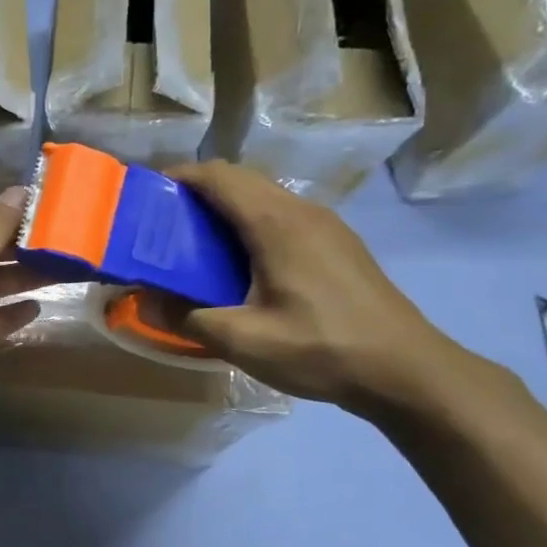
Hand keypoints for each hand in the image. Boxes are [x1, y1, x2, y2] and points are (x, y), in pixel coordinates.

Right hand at [148, 161, 473, 415]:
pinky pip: (282, 217)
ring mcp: (326, 225)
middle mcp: (302, 211)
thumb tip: (141, 301)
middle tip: (161, 227)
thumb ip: (186, 317)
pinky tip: (240, 266)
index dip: (177, 178)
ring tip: (193, 246)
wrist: (405, 370)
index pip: (218, 176)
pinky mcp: (338, 245)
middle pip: (240, 180)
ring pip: (264, 197)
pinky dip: (249, 225)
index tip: (144, 198)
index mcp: (276, 223)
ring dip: (225, 209)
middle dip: (196, 193)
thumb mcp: (243, 341)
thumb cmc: (321, 349)